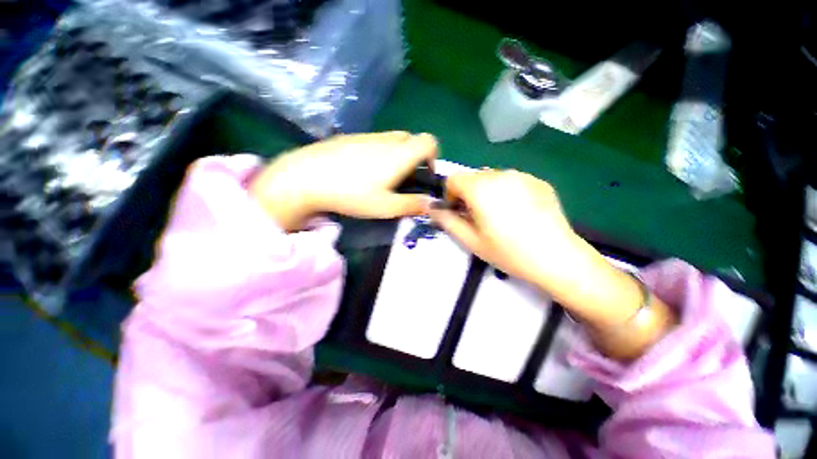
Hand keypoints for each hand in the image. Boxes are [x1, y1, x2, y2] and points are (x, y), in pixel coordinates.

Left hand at [250, 132, 437, 230]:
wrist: (306, 177)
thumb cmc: (352, 194)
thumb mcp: (386, 207)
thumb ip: (412, 205)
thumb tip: (430, 204)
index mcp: (400, 154)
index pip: (429, 141)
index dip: (434, 156)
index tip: (425, 174)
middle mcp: (387, 139)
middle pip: (411, 138)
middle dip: (415, 156)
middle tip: (404, 178)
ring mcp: (367, 135)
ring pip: (392, 139)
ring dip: (396, 154)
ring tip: (382, 177)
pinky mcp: (350, 137)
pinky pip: (374, 140)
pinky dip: (379, 152)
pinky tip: (361, 170)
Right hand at [429, 169, 581, 291]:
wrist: (557, 258)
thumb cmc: (508, 252)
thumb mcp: (471, 240)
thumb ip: (447, 221)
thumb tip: (431, 208)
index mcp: (481, 188)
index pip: (453, 179)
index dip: (449, 195)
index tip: (458, 212)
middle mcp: (500, 174)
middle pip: (472, 177)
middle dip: (468, 194)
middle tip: (478, 217)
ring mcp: (522, 175)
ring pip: (492, 177)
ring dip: (487, 192)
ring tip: (499, 216)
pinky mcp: (538, 181)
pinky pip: (512, 180)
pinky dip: (506, 191)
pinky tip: (519, 213)